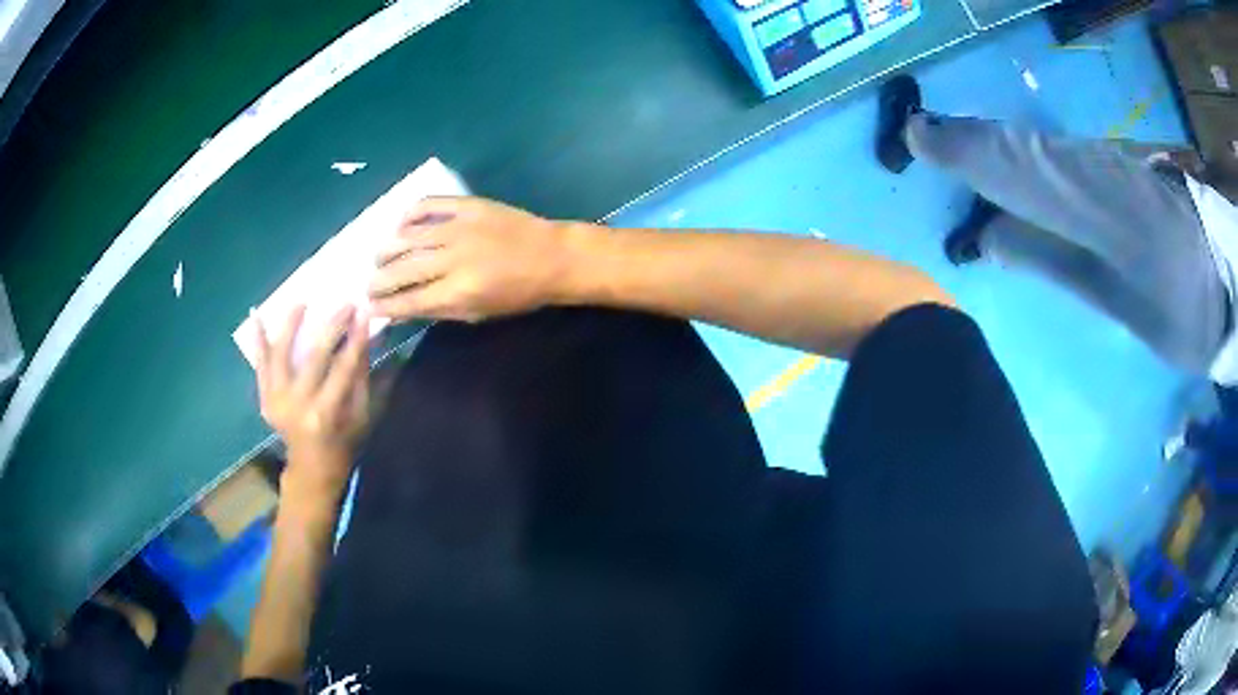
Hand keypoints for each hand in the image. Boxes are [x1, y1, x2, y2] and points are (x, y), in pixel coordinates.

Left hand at [252, 304, 369, 498]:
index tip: (363, 312)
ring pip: (281, 354)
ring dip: (290, 325)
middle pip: (314, 356)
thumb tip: (363, 333)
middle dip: (331, 326)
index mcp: (325, 413)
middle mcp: (297, 404)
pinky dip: (258, 340)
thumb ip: (359, 375)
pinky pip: (260, 365)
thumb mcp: (360, 414)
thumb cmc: (343, 442)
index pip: (343, 368)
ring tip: (300, 303)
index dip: (354, 339)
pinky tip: (255, 315)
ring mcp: (276, 400)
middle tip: (344, 303)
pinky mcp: (264, 398)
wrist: (311, 468)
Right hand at [368, 197, 579, 322]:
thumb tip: (402, 309)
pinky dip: (409, 214)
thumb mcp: (479, 313)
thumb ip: (439, 310)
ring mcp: (459, 227)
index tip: (369, 307)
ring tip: (379, 257)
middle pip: (401, 269)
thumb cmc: (518, 294)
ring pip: (407, 236)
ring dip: (387, 248)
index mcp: (459, 291)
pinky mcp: (467, 204)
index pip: (408, 300)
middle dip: (378, 279)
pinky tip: (401, 225)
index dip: (384, 305)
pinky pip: (428, 204)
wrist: (552, 257)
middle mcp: (453, 258)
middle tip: (368, 284)